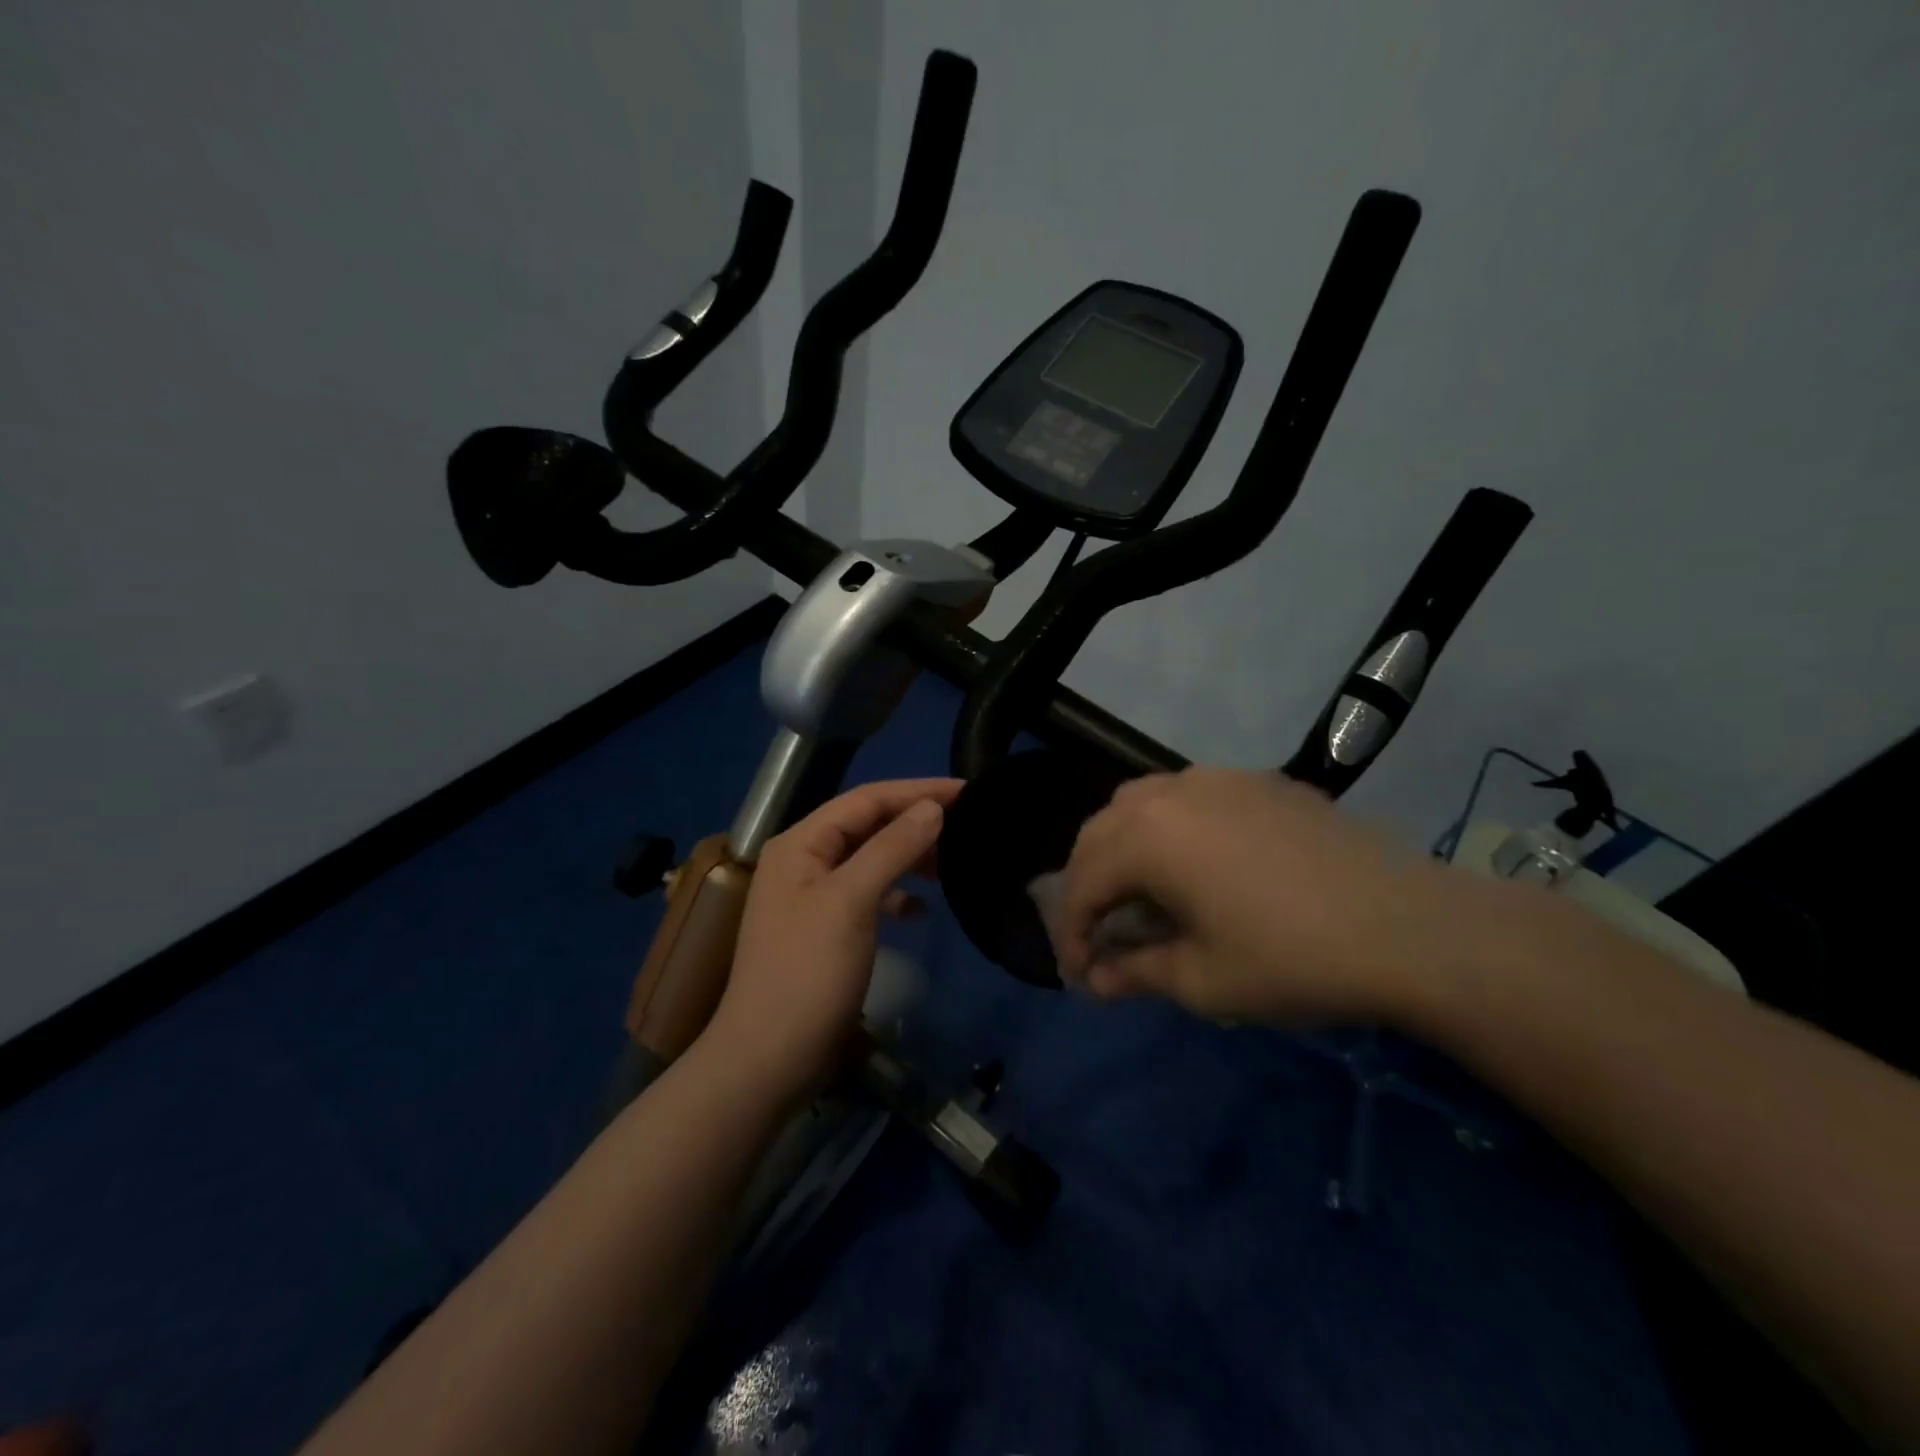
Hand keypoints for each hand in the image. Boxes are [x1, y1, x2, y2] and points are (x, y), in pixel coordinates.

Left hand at [707, 777, 961, 1103]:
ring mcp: (813, 896)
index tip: (967, 791)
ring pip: (871, 858)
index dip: (917, 791)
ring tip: (953, 862)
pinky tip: (922, 909)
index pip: (866, 799)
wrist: (769, 1059)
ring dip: (910, 855)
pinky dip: (897, 893)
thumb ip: (892, 848)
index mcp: (801, 843)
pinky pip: (868, 894)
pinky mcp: (827, 929)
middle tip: (968, 823)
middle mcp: (804, 860)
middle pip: (868, 825)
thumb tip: (932, 808)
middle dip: (916, 820)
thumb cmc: (808, 973)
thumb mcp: (851, 901)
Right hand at [1054, 766, 1460, 1024]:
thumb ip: (1136, 973)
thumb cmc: (1292, 960)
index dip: (1072, 932)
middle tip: (1100, 933)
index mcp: (1147, 838)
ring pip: (1140, 802)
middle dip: (1088, 884)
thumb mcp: (1203, 980)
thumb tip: (1097, 980)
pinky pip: (1188, 795)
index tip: (1082, 976)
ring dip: (1123, 846)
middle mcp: (1170, 793)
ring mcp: (1216, 779)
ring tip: (1139, 891)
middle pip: (1100, 833)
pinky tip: (1197, 862)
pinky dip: (1169, 827)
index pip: (1082, 883)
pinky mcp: (1257, 781)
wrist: (1409, 927)